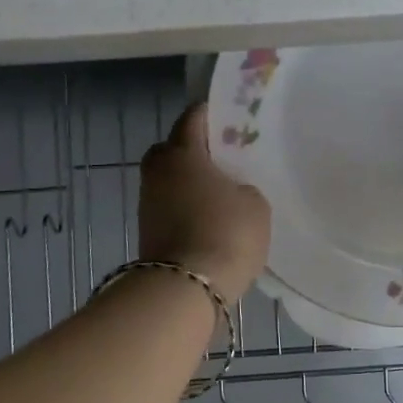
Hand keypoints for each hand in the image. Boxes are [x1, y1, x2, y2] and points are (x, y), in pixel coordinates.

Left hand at [139, 104, 271, 303]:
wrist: (186, 289)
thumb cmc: (226, 233)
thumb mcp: (255, 203)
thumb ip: (242, 186)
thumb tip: (229, 191)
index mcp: (183, 152)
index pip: (192, 117)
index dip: (211, 113)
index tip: (230, 117)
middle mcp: (158, 171)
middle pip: (172, 147)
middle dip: (193, 148)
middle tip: (223, 157)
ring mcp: (148, 202)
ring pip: (169, 179)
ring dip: (188, 181)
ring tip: (219, 191)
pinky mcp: (147, 231)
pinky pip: (169, 205)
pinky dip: (185, 206)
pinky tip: (208, 217)